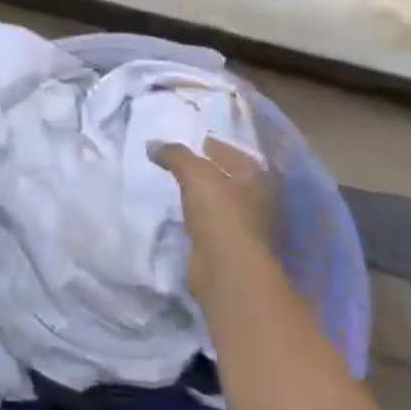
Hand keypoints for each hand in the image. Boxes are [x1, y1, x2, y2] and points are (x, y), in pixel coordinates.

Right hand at [151, 137, 277, 297]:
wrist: (227, 270)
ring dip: (201, 193)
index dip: (213, 144)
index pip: (234, 152)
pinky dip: (197, 213)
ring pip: (219, 199)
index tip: (191, 139)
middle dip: (207, 168)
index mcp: (257, 178)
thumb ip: (175, 155)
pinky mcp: (229, 246)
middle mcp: (257, 199)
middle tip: (178, 160)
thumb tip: (153, 144)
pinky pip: (210, 220)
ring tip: (175, 182)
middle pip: (229, 176)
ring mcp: (246, 225)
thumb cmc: (220, 214)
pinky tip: (179, 209)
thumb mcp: (195, 174)